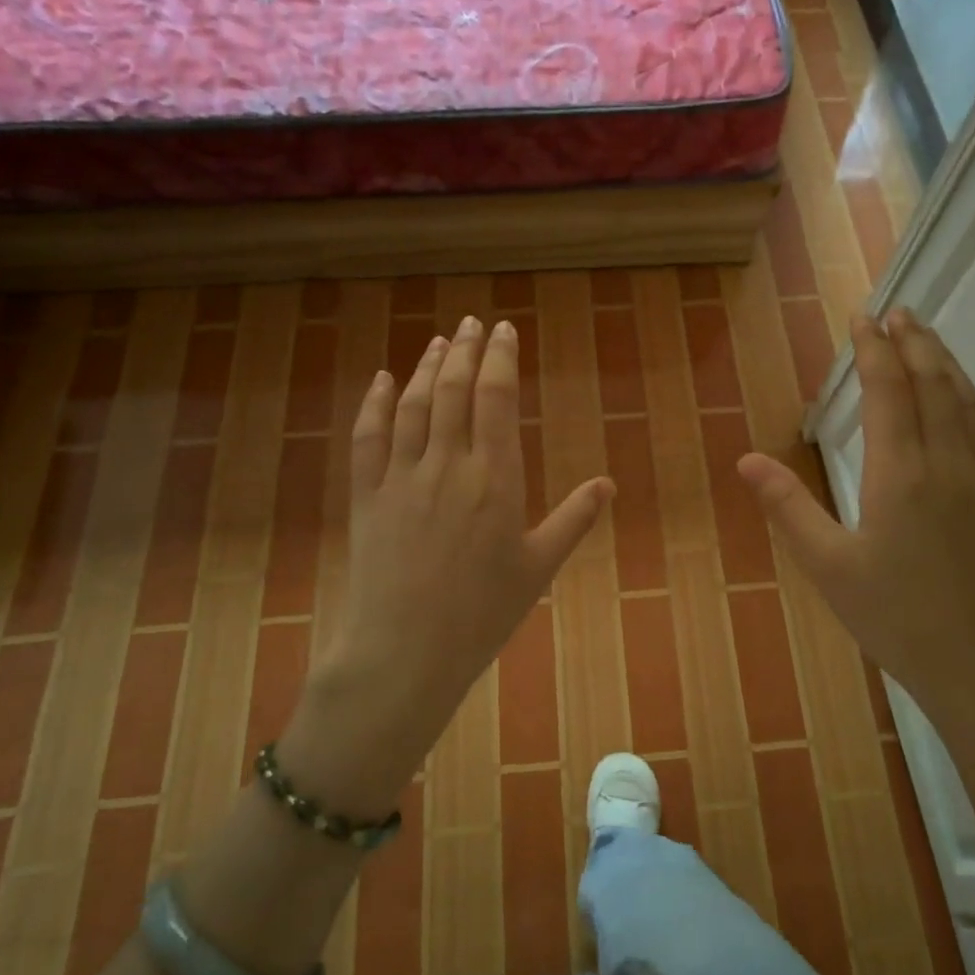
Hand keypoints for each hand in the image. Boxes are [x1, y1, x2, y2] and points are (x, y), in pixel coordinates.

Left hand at [279, 316, 613, 813]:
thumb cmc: (481, 614)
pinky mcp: (366, 495)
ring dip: (426, 366)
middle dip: (466, 350)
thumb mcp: (538, 568)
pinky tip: (381, 379)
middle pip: (453, 390)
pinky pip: (367, 437)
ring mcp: (401, 477)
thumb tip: (608, 484)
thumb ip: (574, 520)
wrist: (405, 652)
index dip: (500, 358)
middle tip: (473, 322)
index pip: (496, 399)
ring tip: (440, 341)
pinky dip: (373, 403)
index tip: (504, 330)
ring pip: (413, 405)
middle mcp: (447, 465)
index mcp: (494, 479)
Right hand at [737, 308, 974, 758]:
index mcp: (901, 473)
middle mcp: (946, 462)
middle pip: (933, 383)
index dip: (875, 350)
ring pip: (964, 400)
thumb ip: (788, 507)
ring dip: (944, 361)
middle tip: (897, 310)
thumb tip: (746, 459)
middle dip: (914, 341)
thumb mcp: (828, 566)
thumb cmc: (897, 617)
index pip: (889, 391)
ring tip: (926, 337)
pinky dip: (965, 395)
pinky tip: (958, 397)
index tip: (863, 318)